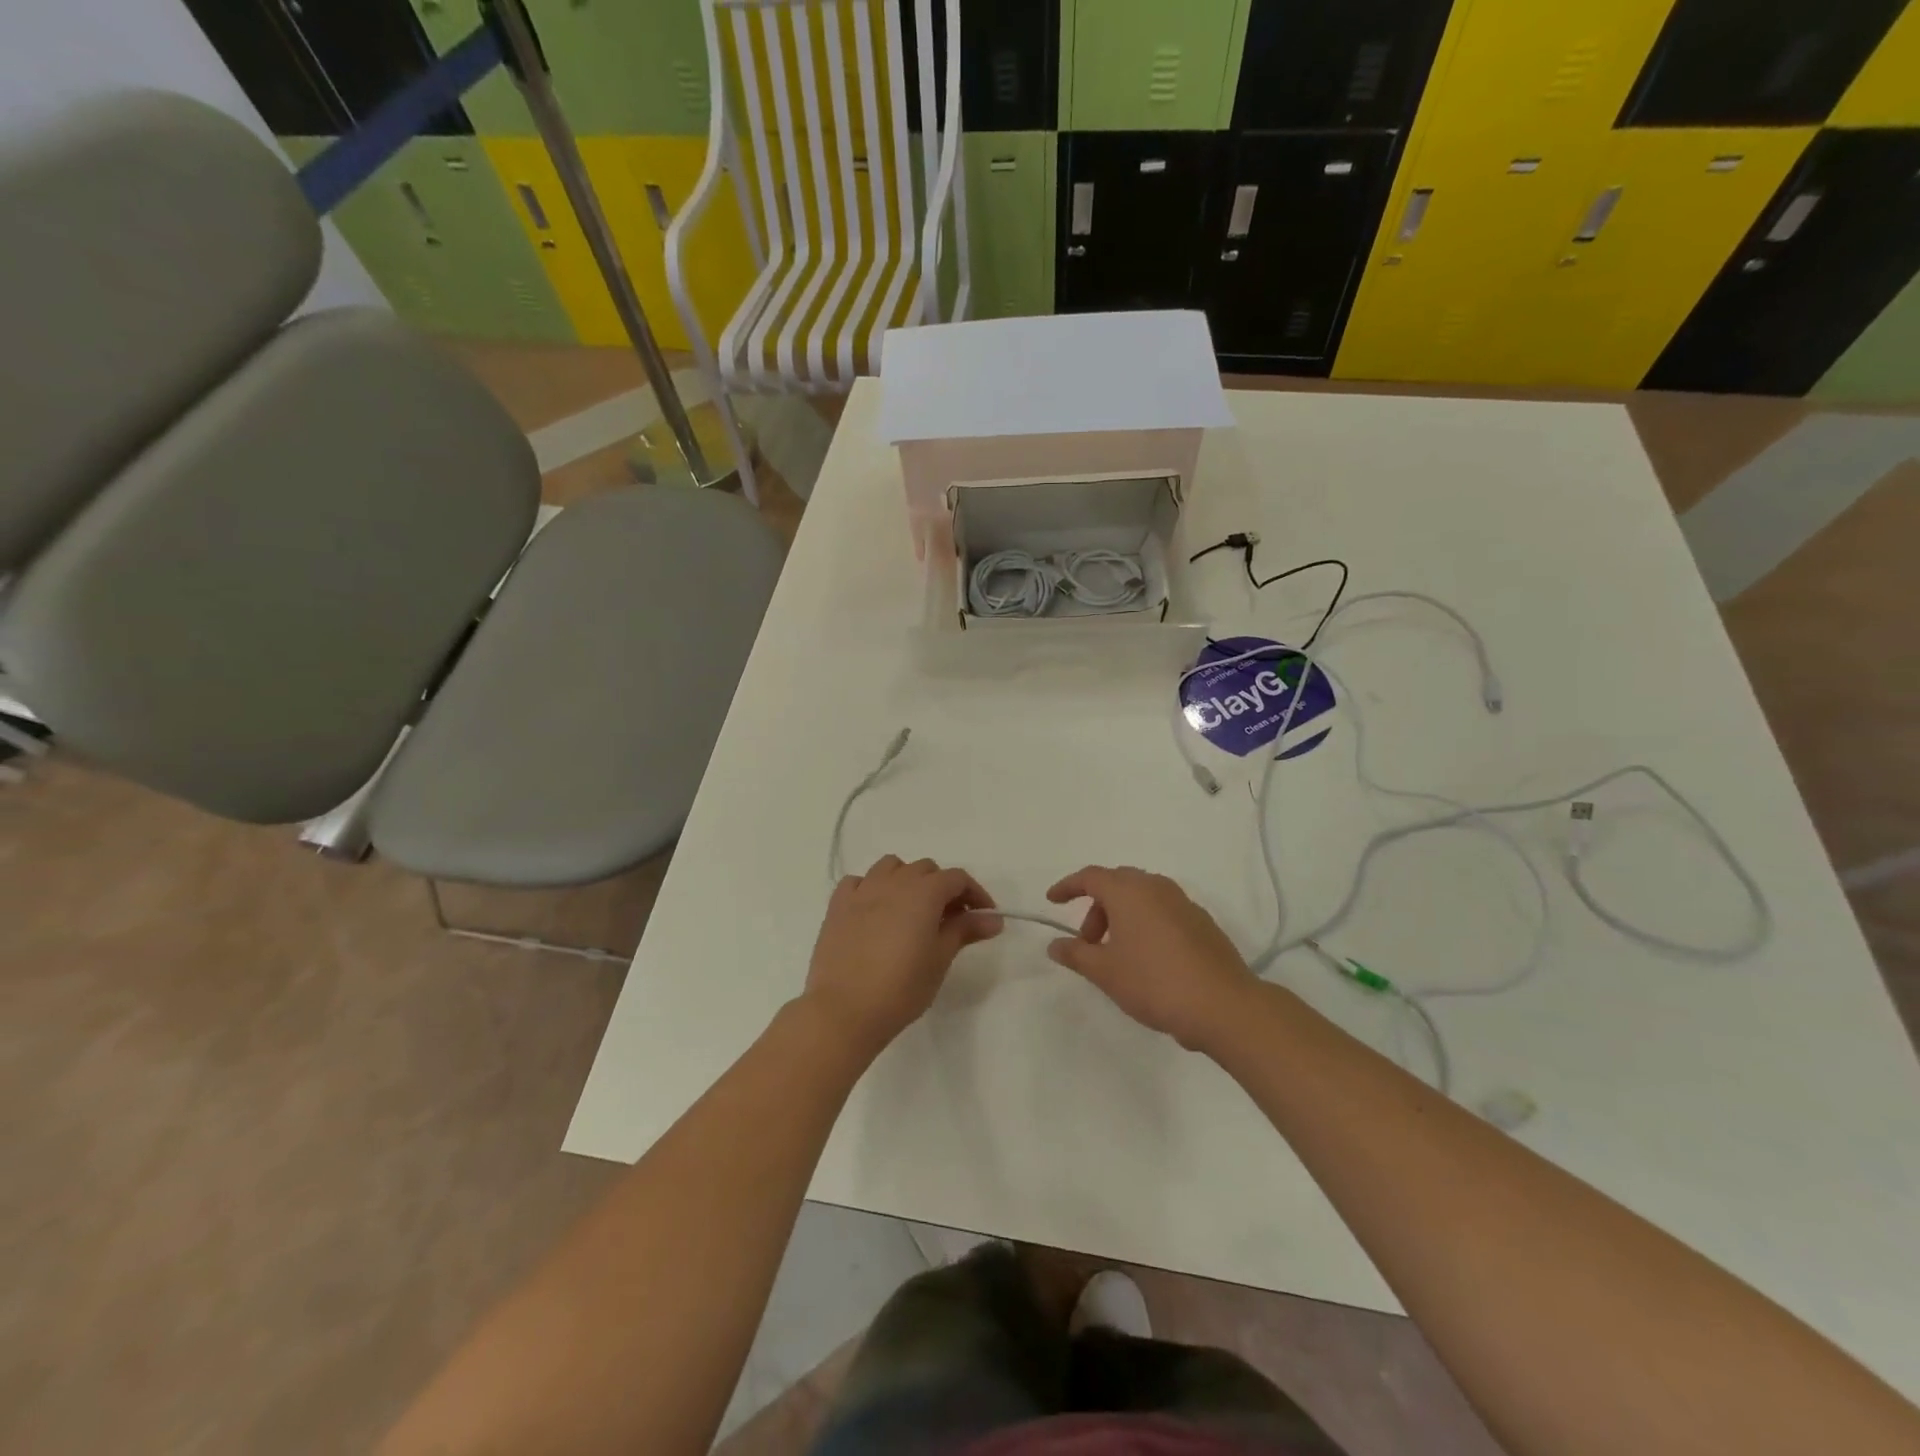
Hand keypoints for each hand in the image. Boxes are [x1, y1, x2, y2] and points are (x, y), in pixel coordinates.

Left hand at [803, 855, 1001, 1054]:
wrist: (843, 1010)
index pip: (957, 878)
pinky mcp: (837, 905)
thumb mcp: (940, 959)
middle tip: (950, 919)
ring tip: (912, 910)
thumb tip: (994, 918)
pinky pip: (859, 882)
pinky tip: (875, 911)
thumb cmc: (901, 987)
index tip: (984, 917)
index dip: (975, 894)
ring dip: (908, 880)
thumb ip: (965, 930)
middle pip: (926, 869)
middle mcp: (893, 881)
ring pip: (891, 867)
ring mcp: (862, 890)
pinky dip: (872, 888)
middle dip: (943, 887)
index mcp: (923, 892)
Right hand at [1046, 866, 1260, 1052]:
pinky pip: (1163, 912)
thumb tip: (1055, 945)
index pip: (1090, 877)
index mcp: (1129, 891)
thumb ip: (1076, 954)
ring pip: (1142, 897)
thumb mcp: (1105, 972)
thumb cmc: (1154, 982)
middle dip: (1096, 907)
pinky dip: (1146, 924)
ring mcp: (1184, 903)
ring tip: (1116, 955)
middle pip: (1117, 884)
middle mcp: (1156, 887)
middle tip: (1088, 942)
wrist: (1224, 1005)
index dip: (1068, 886)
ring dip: (1121, 917)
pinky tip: (1147, 960)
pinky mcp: (1202, 923)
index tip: (1052, 901)